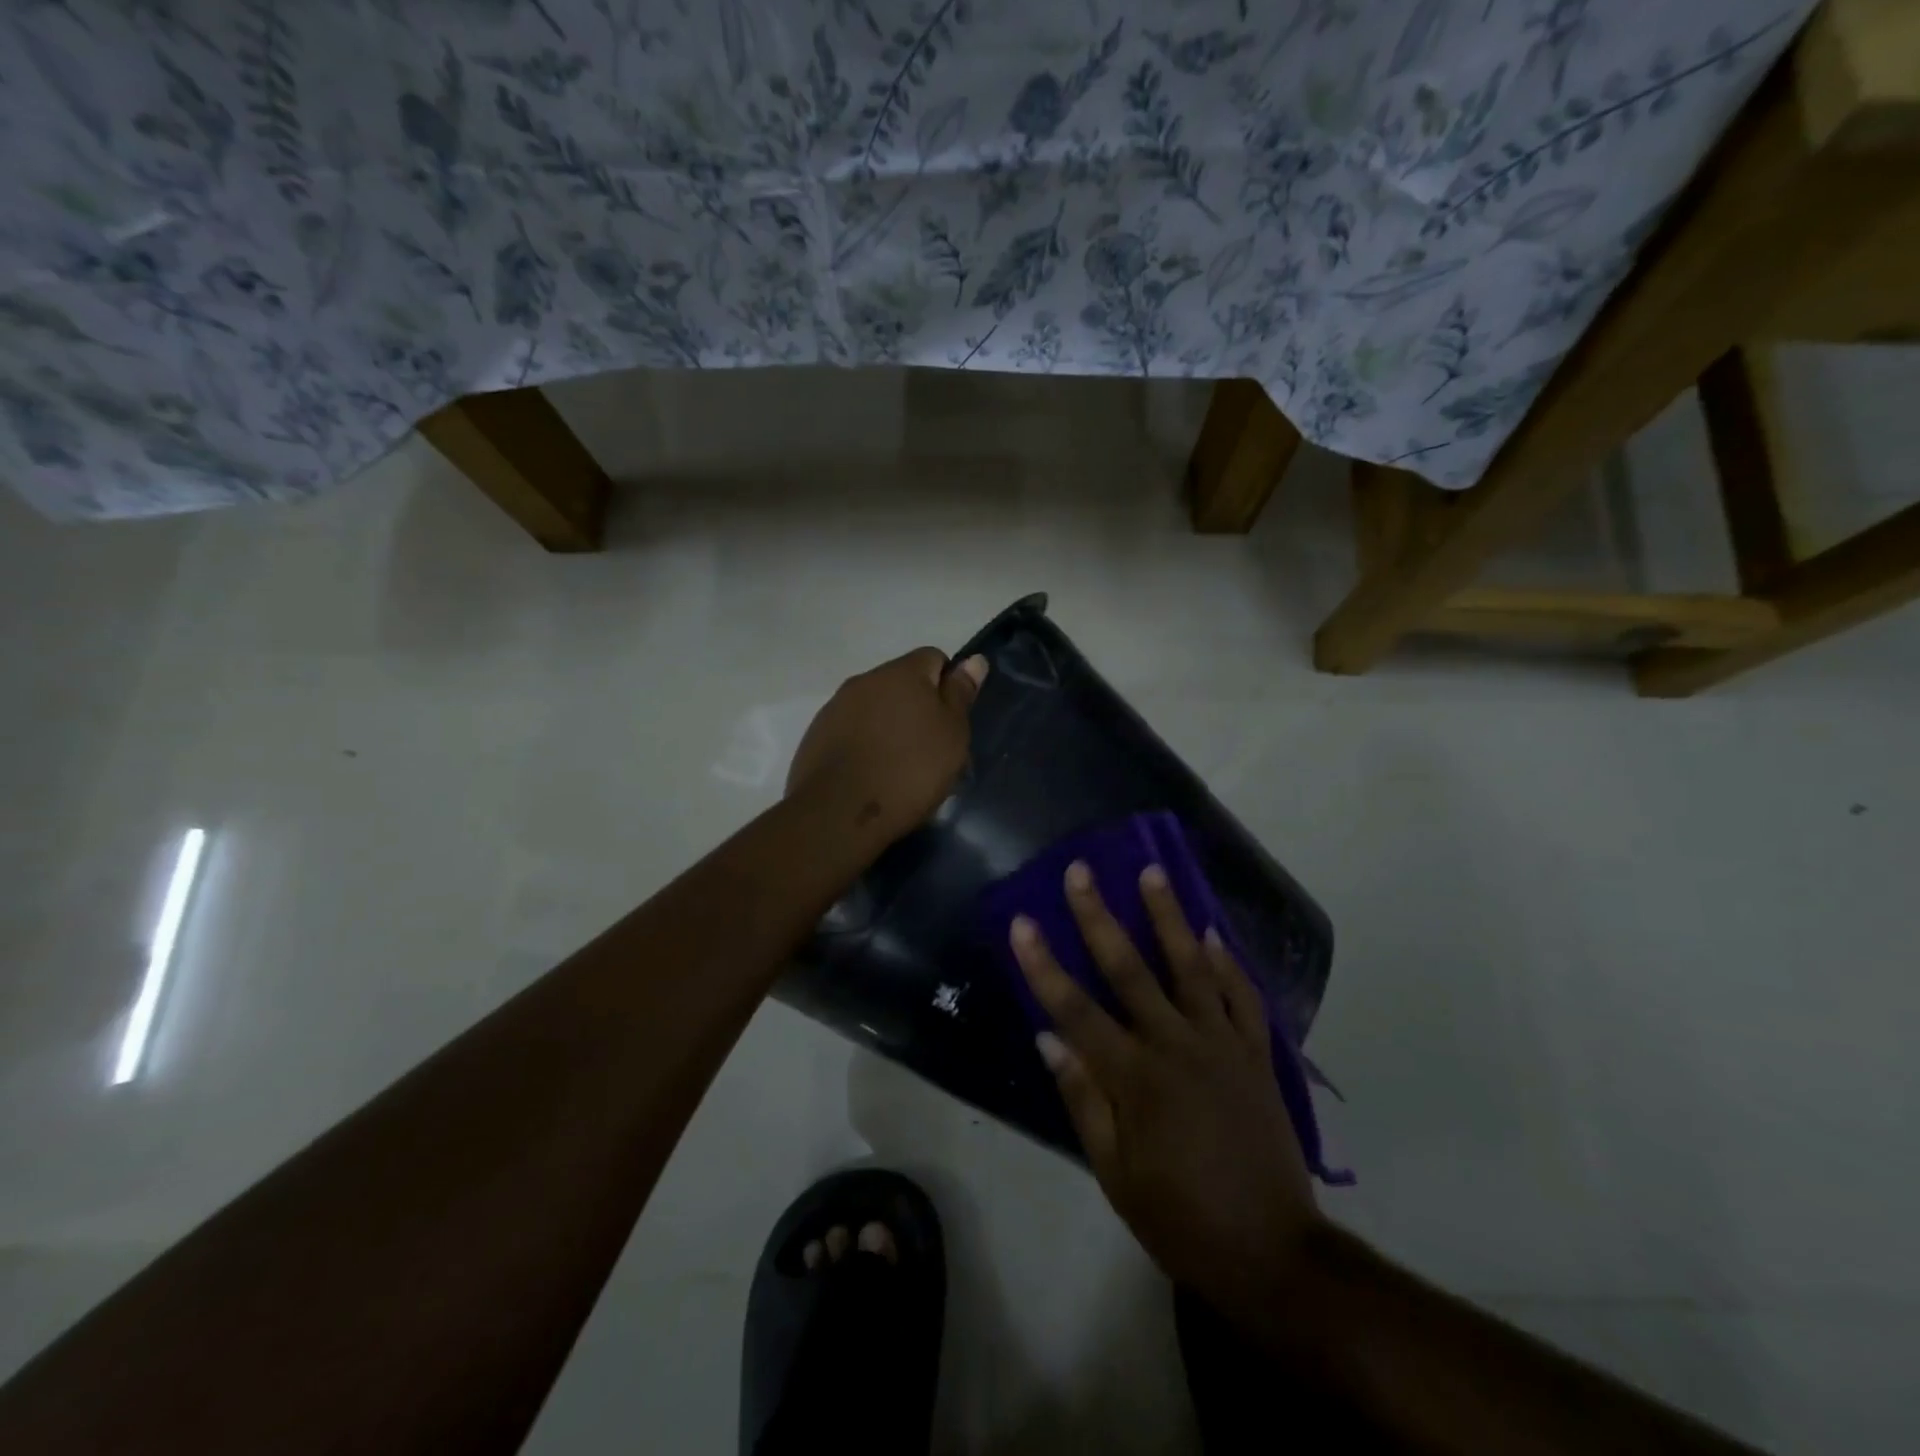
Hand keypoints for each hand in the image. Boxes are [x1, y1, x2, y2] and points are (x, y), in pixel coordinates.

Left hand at [786, 648, 986, 845]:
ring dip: (890, 726)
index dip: (948, 686)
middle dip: (918, 708)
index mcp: (902, 672)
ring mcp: (836, 707)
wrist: (838, 813)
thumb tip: (974, 660)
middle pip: (902, 683)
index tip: (952, 723)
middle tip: (931, 750)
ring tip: (900, 767)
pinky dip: (865, 744)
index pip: (933, 658)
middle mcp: (865, 680)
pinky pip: (851, 730)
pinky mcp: (817, 735)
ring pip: (875, 707)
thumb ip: (960, 694)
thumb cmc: (909, 771)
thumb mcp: (951, 735)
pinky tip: (872, 774)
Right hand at [1010, 862, 1319, 1314]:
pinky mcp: (1257, 1054)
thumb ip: (1082, 1099)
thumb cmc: (1181, 1217)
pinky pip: (1242, 995)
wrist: (1273, 1253)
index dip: (1043, 964)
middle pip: (1129, 969)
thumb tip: (1047, 1037)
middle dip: (1099, 916)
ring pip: (1190, 966)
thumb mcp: (1115, 1173)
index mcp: (1135, 1078)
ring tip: (1152, 871)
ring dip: (1168, 916)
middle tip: (1081, 871)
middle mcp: (1176, 1046)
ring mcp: (1222, 1044)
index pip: (1076, 1009)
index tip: (1022, 922)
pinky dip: (1226, 961)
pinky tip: (1211, 932)